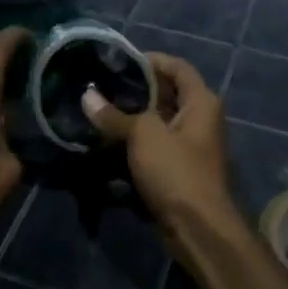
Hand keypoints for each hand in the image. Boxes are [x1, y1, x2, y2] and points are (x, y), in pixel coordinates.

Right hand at [81, 54, 241, 253]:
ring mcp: (190, 146)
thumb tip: (87, 95)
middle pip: (168, 94)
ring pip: (158, 122)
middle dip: (137, 89)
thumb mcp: (142, 136)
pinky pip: (155, 147)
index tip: (120, 60)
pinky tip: (108, 141)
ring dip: (133, 117)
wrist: (198, 228)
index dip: (151, 60)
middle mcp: (200, 119)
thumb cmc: (176, 171)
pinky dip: (135, 142)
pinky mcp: (179, 170)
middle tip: (103, 84)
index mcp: (201, 102)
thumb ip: (114, 115)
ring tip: (100, 109)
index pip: (178, 67)